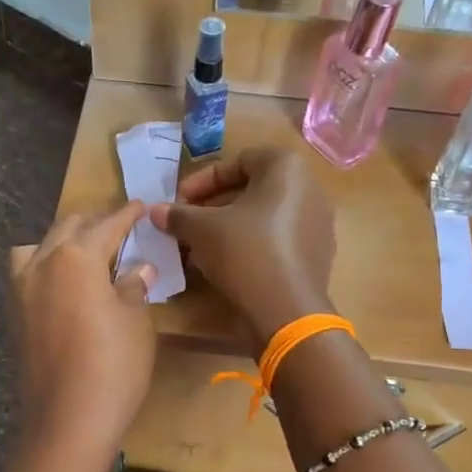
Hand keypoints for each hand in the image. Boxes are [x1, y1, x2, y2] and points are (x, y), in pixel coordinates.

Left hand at [10, 201, 156, 457]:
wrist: (66, 422)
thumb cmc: (113, 367)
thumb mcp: (136, 322)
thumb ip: (134, 286)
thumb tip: (138, 267)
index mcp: (76, 256)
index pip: (107, 224)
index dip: (127, 214)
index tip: (140, 205)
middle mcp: (42, 263)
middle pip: (69, 227)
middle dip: (95, 222)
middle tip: (120, 226)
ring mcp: (20, 289)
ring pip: (40, 247)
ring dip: (64, 241)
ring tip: (86, 254)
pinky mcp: (13, 315)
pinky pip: (28, 273)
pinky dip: (47, 266)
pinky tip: (65, 285)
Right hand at [150, 148, 336, 349]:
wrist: (287, 310)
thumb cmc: (245, 252)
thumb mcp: (202, 230)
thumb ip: (178, 215)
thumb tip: (154, 211)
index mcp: (287, 168)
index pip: (237, 162)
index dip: (202, 181)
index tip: (179, 201)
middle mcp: (310, 189)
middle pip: (251, 190)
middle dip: (213, 206)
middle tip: (187, 225)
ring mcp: (317, 223)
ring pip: (263, 217)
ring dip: (229, 228)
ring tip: (200, 248)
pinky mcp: (317, 255)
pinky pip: (278, 240)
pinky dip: (250, 246)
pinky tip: (226, 266)